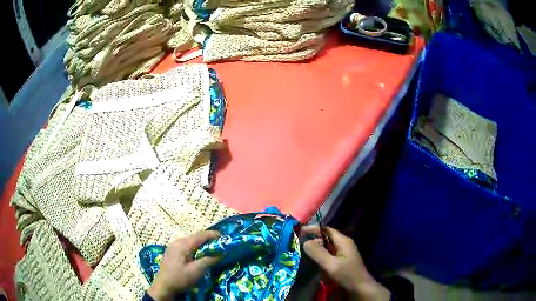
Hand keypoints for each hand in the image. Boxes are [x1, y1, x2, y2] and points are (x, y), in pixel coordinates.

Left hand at [147, 231, 220, 300]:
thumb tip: (222, 252)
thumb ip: (209, 260)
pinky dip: (196, 248)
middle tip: (221, 245)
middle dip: (209, 240)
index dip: (213, 235)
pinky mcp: (172, 252)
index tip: (225, 238)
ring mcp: (173, 246)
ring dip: (202, 244)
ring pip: (191, 241)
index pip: (201, 235)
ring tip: (213, 250)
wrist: (163, 287)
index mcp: (183, 244)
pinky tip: (200, 255)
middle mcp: (177, 241)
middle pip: (196, 237)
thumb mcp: (197, 271)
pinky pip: (187, 246)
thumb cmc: (180, 279)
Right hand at [302, 226, 389, 300]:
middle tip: (300, 243)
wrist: (360, 287)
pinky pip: (330, 253)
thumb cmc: (347, 274)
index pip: (327, 230)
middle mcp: (344, 244)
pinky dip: (322, 254)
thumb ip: (318, 253)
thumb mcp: (331, 265)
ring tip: (304, 252)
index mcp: (343, 241)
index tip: (300, 231)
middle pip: (327, 237)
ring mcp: (345, 252)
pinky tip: (315, 261)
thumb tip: (305, 241)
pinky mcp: (343, 259)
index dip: (314, 229)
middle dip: (314, 239)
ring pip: (328, 246)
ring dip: (317, 248)